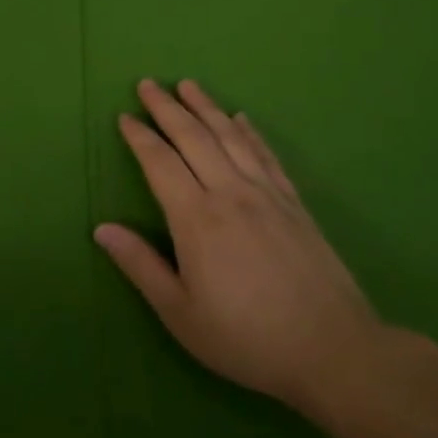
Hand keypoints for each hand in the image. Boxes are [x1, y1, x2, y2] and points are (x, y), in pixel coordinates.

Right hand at [95, 79, 387, 416]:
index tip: (124, 116)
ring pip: (230, 137)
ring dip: (206, 107)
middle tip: (148, 84)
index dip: (139, 137)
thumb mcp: (181, 313)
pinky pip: (267, 155)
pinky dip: (250, 132)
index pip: (160, 163)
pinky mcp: (295, 204)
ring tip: (188, 84)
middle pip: (193, 137)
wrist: (336, 352)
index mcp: (196, 218)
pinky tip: (242, 118)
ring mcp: (267, 195)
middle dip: (167, 108)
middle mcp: (230, 194)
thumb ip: (140, 266)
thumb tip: (101, 229)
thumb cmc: (247, 338)